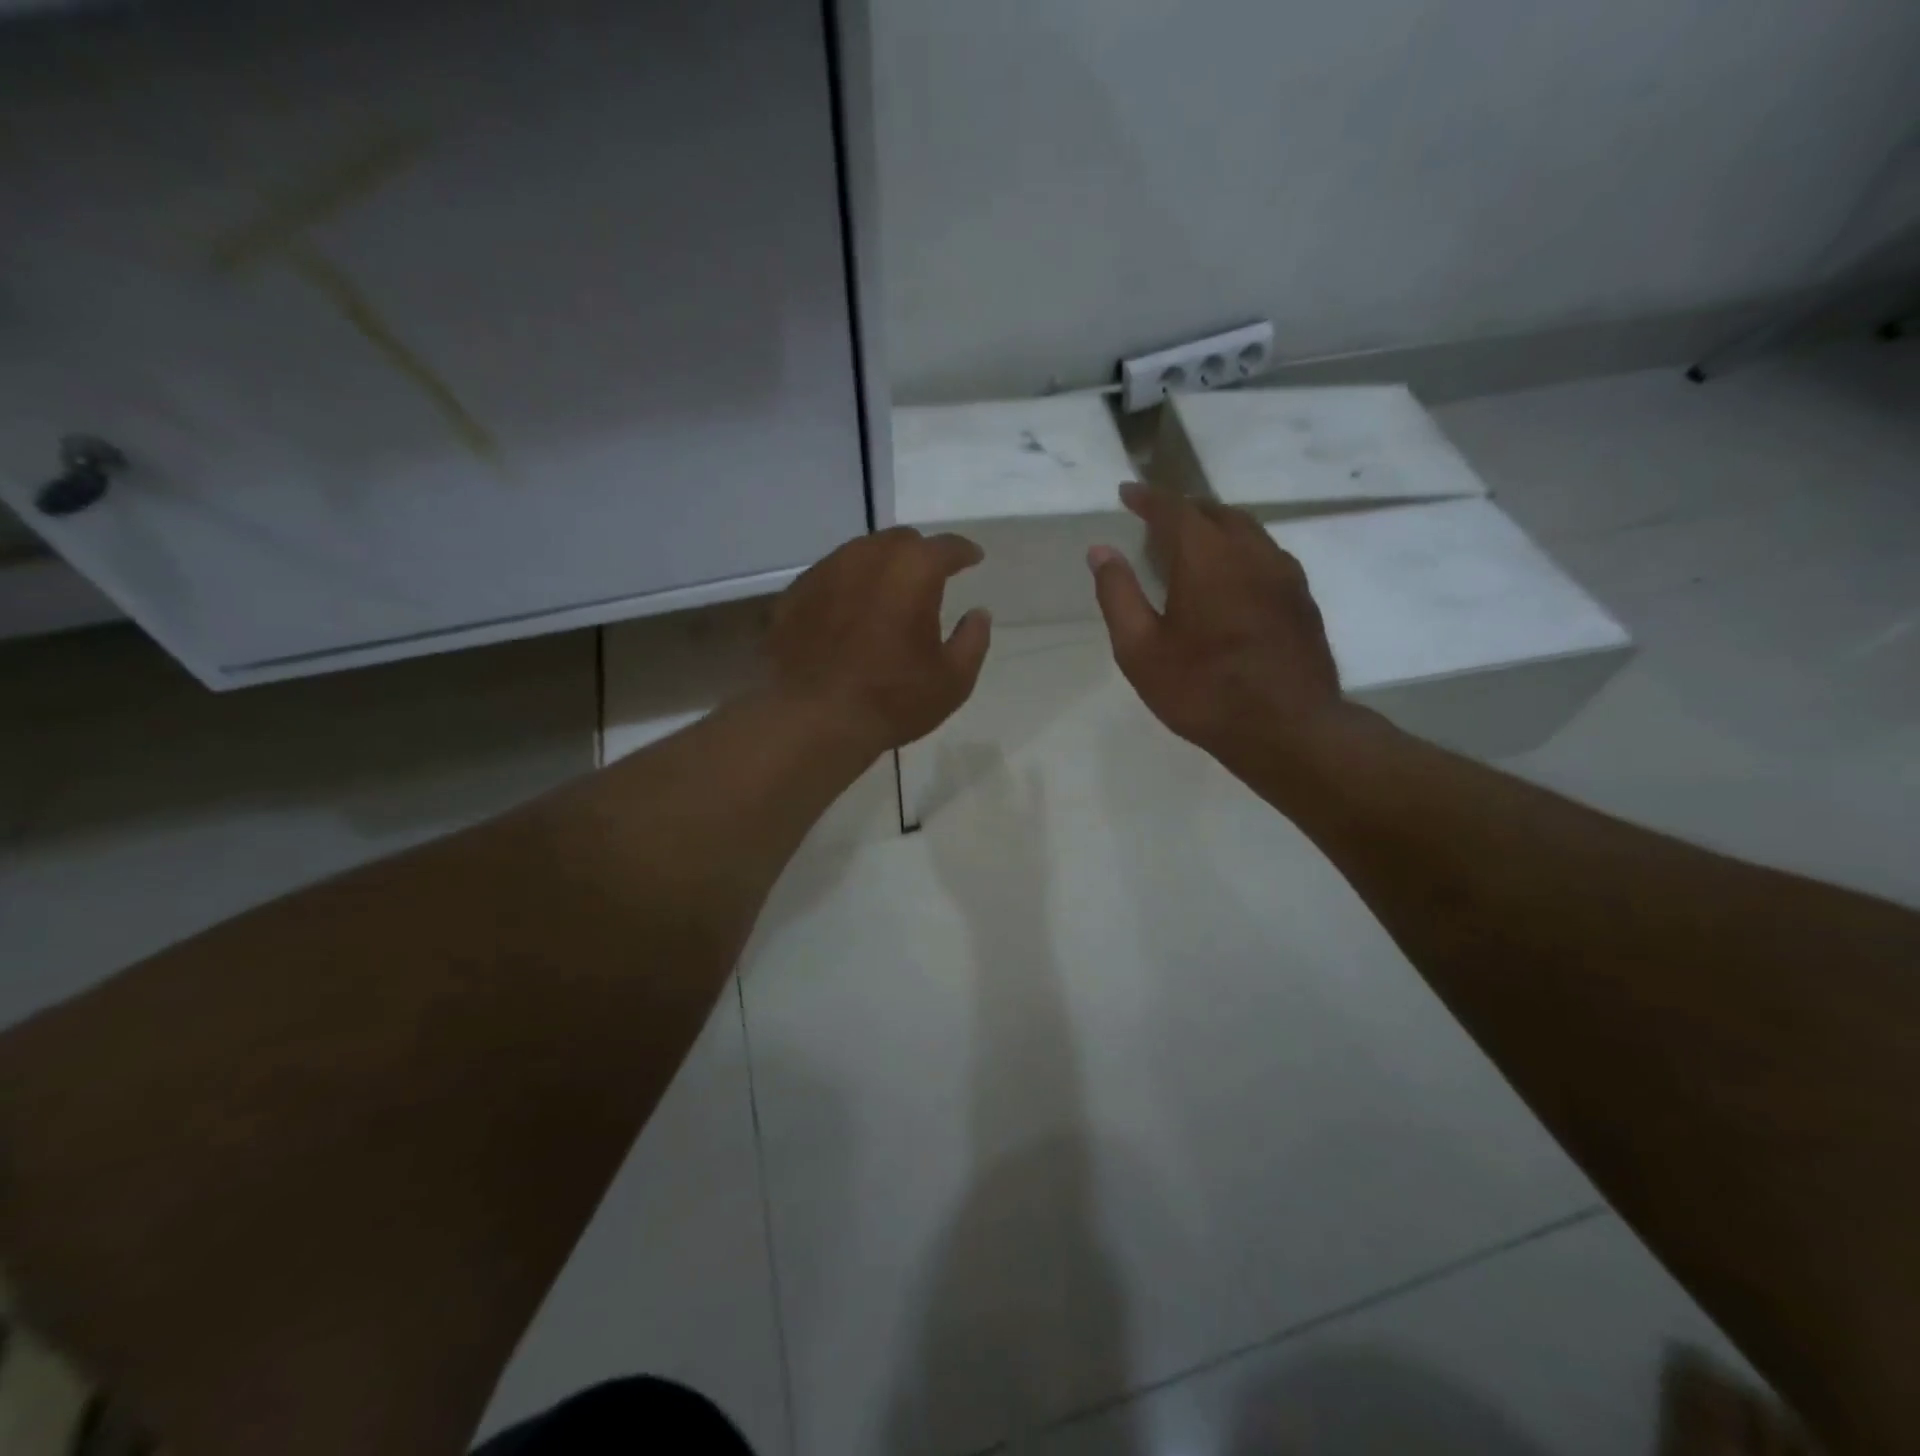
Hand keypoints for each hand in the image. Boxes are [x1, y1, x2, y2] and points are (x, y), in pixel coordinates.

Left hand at [768, 525, 992, 751]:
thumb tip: (979, 614)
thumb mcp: (952, 680)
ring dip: (880, 568)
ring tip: (887, 594)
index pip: (946, 547)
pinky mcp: (793, 594)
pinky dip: (846, 588)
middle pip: (900, 541)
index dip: (964, 552)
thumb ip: (973, 640)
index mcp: (913, 570)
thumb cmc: (891, 700)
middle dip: (919, 554)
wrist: (810, 719)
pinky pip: (829, 578)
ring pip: (860, 555)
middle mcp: (867, 557)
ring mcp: (824, 572)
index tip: (973, 558)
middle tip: (929, 578)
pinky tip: (847, 614)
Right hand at [1087, 483, 1345, 767]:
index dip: (1148, 498)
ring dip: (1216, 527)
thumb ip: (1118, 595)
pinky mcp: (1302, 599)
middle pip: (1216, 512)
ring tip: (1193, 543)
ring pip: (1248, 531)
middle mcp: (1250, 552)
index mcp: (1206, 558)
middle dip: (1183, 509)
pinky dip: (1241, 551)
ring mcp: (1284, 574)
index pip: (1174, 509)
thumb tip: (1100, 551)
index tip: (1127, 492)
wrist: (1288, 729)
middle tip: (1157, 519)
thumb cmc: (1203, 691)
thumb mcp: (1140, 650)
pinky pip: (1267, 555)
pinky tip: (1232, 577)